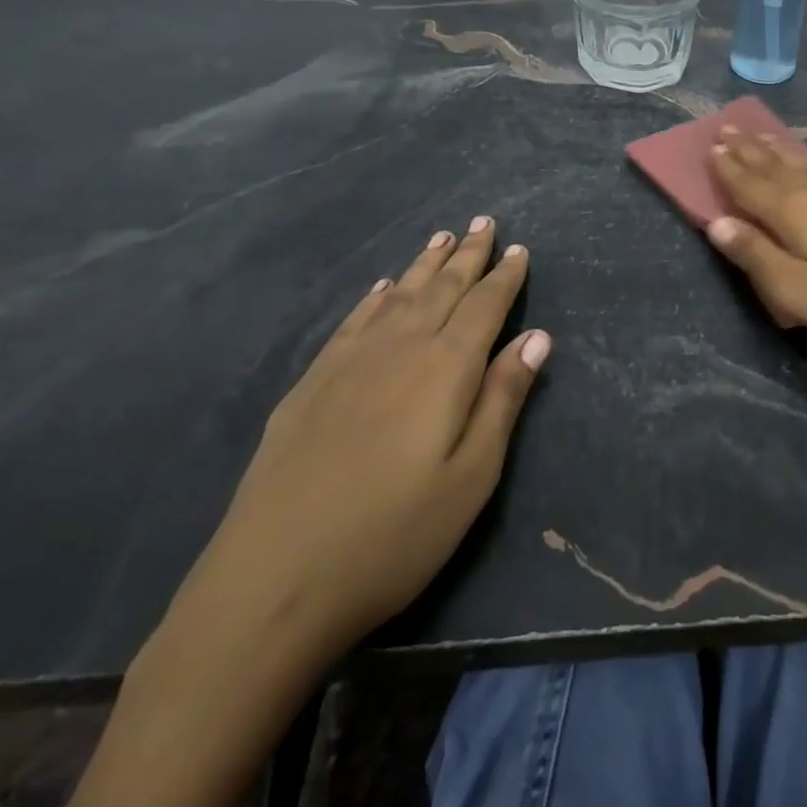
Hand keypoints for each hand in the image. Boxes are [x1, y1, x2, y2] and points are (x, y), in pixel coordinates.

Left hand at [167, 217, 552, 668]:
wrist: (270, 584)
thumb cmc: (393, 535)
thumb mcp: (472, 476)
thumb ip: (503, 399)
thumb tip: (537, 337)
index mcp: (445, 368)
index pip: (485, 306)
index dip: (505, 276)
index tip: (518, 248)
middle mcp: (399, 349)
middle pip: (442, 289)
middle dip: (468, 255)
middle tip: (484, 222)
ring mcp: (348, 364)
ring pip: (398, 296)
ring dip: (424, 265)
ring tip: (442, 238)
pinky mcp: (311, 386)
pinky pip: (353, 322)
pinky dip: (374, 298)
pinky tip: (382, 289)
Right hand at [704, 127, 806, 366]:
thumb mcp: (797, 293)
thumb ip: (755, 256)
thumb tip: (716, 222)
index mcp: (794, 213)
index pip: (750, 186)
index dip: (728, 169)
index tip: (709, 147)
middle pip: (774, 167)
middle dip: (748, 150)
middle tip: (726, 130)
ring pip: (801, 164)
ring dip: (776, 150)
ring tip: (760, 134)